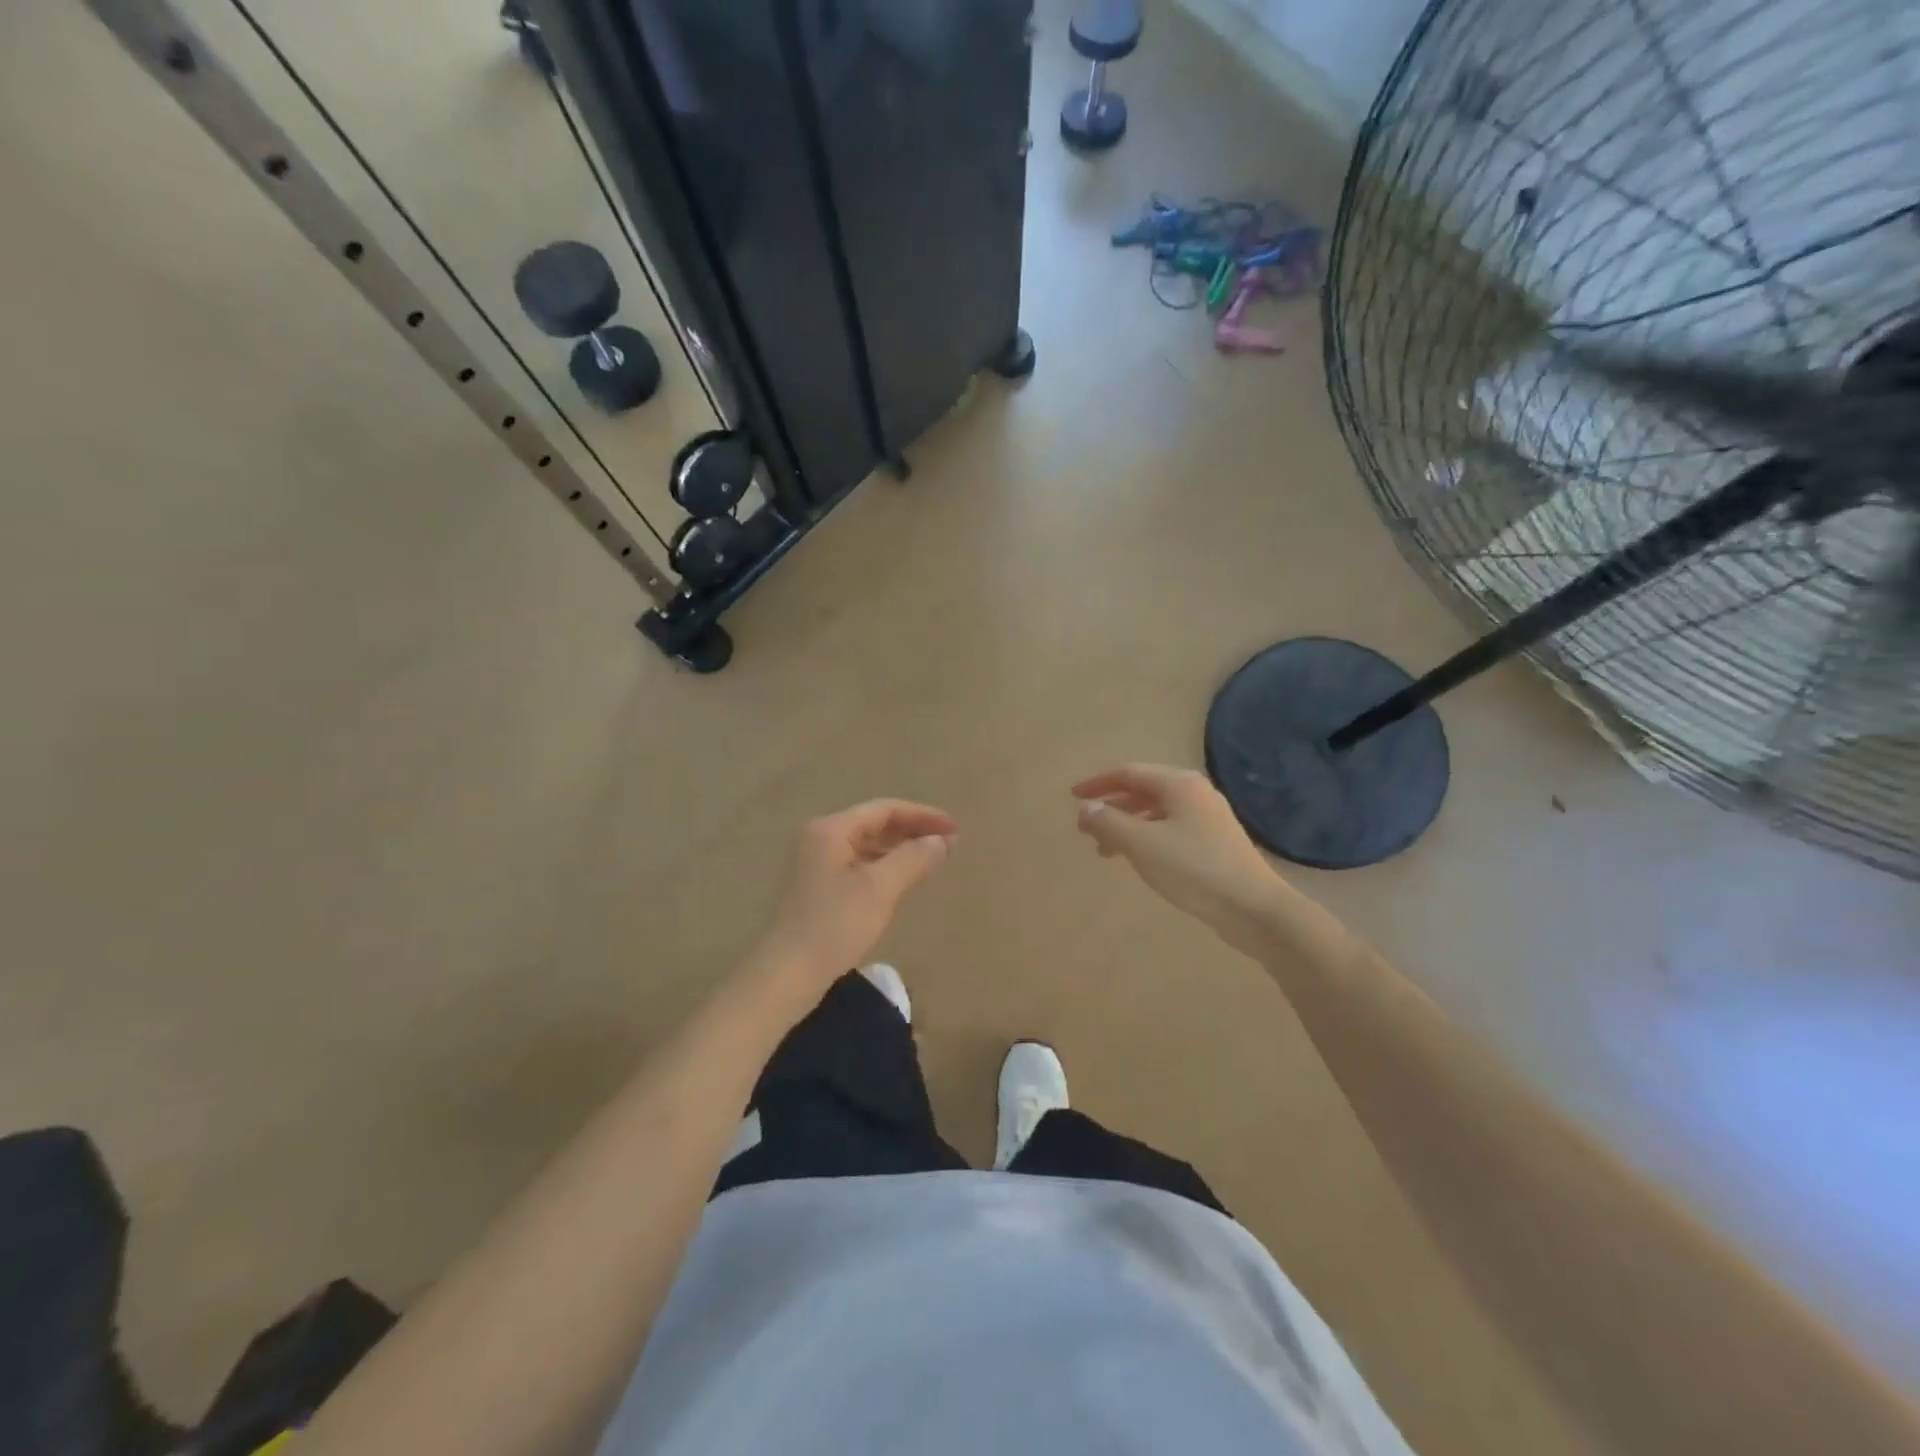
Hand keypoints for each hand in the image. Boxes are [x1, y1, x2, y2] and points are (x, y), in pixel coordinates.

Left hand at [754, 799, 957, 987]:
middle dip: (913, 831)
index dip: (923, 815)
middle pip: (874, 824)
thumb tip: (943, 840)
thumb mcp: (879, 889)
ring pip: (867, 846)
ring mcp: (816, 864)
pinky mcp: (818, 889)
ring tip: (932, 860)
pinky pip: (859, 866)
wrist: (785, 975)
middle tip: (949, 843)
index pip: (884, 809)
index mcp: (831, 829)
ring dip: (900, 849)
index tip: (955, 828)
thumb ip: (913, 858)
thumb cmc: (833, 925)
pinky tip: (902, 881)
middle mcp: (820, 839)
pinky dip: (884, 867)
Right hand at [1072, 764, 1288, 950]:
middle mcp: (1195, 793)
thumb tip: (1086, 809)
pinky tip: (1139, 859)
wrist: (1253, 908)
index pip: (1128, 773)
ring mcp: (1208, 818)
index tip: (1073, 797)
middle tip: (1087, 828)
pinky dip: (1146, 838)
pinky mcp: (1214, 842)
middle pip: (1143, 790)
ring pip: (1156, 812)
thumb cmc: (1193, 869)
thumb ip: (1109, 823)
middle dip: (1112, 806)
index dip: (1098, 784)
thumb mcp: (1142, 845)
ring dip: (1127, 825)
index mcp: (1179, 784)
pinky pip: (1170, 829)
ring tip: (1105, 851)